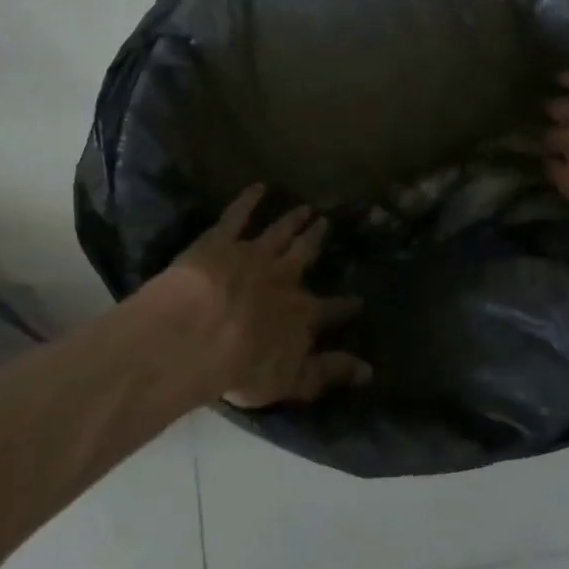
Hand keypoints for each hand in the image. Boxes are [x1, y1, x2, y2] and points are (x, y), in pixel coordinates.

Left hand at [155, 185, 369, 409]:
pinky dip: (248, 200)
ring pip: (279, 232)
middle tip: (327, 223)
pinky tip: (257, 187)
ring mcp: (254, 255)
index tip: (358, 301)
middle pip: (304, 255)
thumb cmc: (242, 367)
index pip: (331, 310)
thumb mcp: (292, 381)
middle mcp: (284, 277)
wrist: (198, 335)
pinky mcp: (221, 241)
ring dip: (292, 221)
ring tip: (305, 208)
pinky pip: (238, 215)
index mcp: (301, 313)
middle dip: (316, 240)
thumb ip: (329, 373)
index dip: (345, 307)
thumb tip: (369, 372)